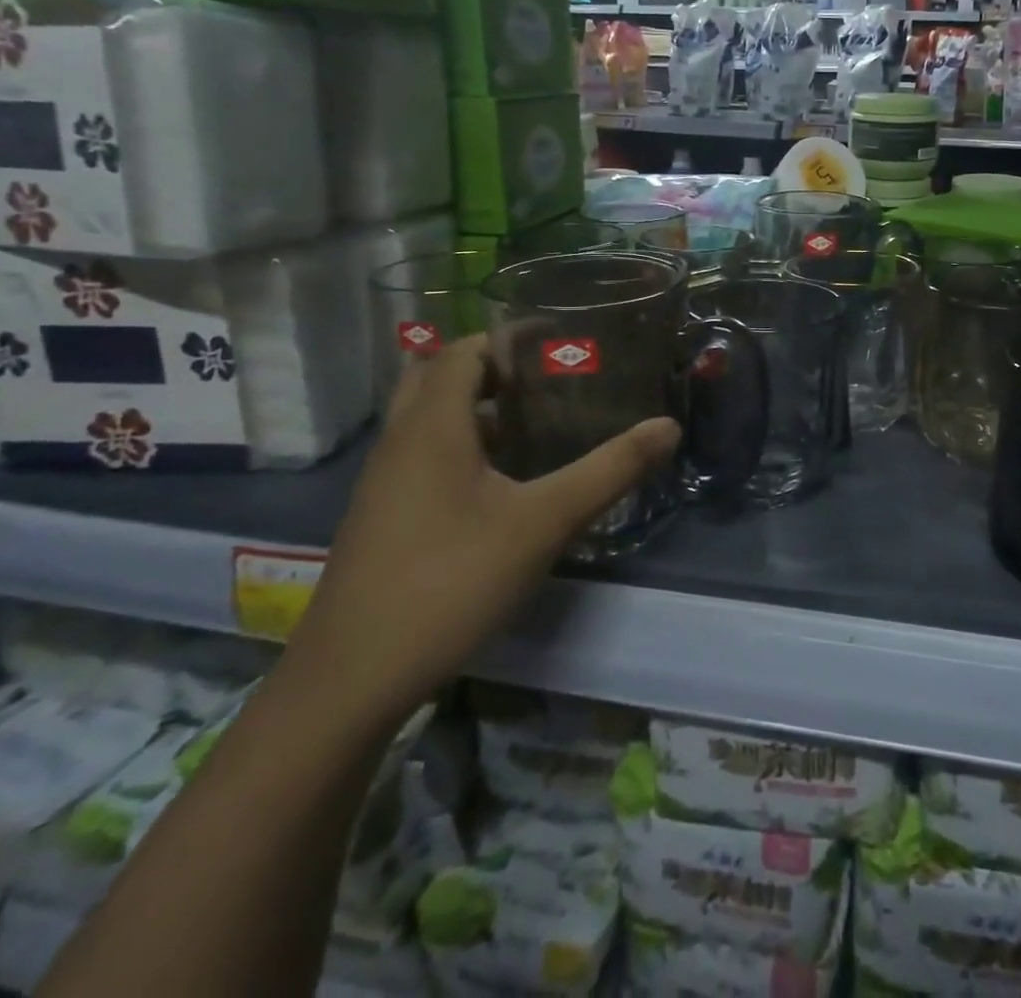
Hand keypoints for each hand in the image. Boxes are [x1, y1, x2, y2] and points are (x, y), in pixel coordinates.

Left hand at [287, 335, 680, 727]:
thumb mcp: (544, 522)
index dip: (510, 339)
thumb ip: (610, 470)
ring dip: (478, 408)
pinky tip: (505, 482)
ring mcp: (385, 483)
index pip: (464, 350)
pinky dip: (463, 446)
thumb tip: (669, 426)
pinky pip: (424, 456)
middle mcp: (400, 442)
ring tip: (538, 421)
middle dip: (494, 369)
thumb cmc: (449, 582)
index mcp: (431, 426)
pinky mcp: (384, 517)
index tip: (562, 344)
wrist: (351, 681)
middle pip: (439, 377)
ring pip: (429, 420)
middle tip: (549, 380)